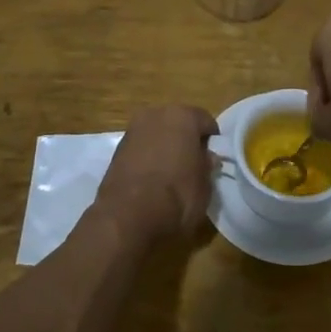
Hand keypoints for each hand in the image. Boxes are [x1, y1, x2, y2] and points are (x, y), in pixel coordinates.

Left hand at [94, 105, 218, 240]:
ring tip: (172, 175)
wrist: (128, 217)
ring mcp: (132, 131)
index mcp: (182, 116)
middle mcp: (155, 114)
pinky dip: (148, 159)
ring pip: (157, 135)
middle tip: (194, 165)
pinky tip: (153, 181)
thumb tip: (207, 157)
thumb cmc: (177, 196)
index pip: (205, 121)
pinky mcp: (116, 151)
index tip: (214, 159)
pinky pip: (141, 149)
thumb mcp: (205, 185)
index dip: (212, 140)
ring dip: (165, 148)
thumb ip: (207, 165)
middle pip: (178, 123)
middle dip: (186, 140)